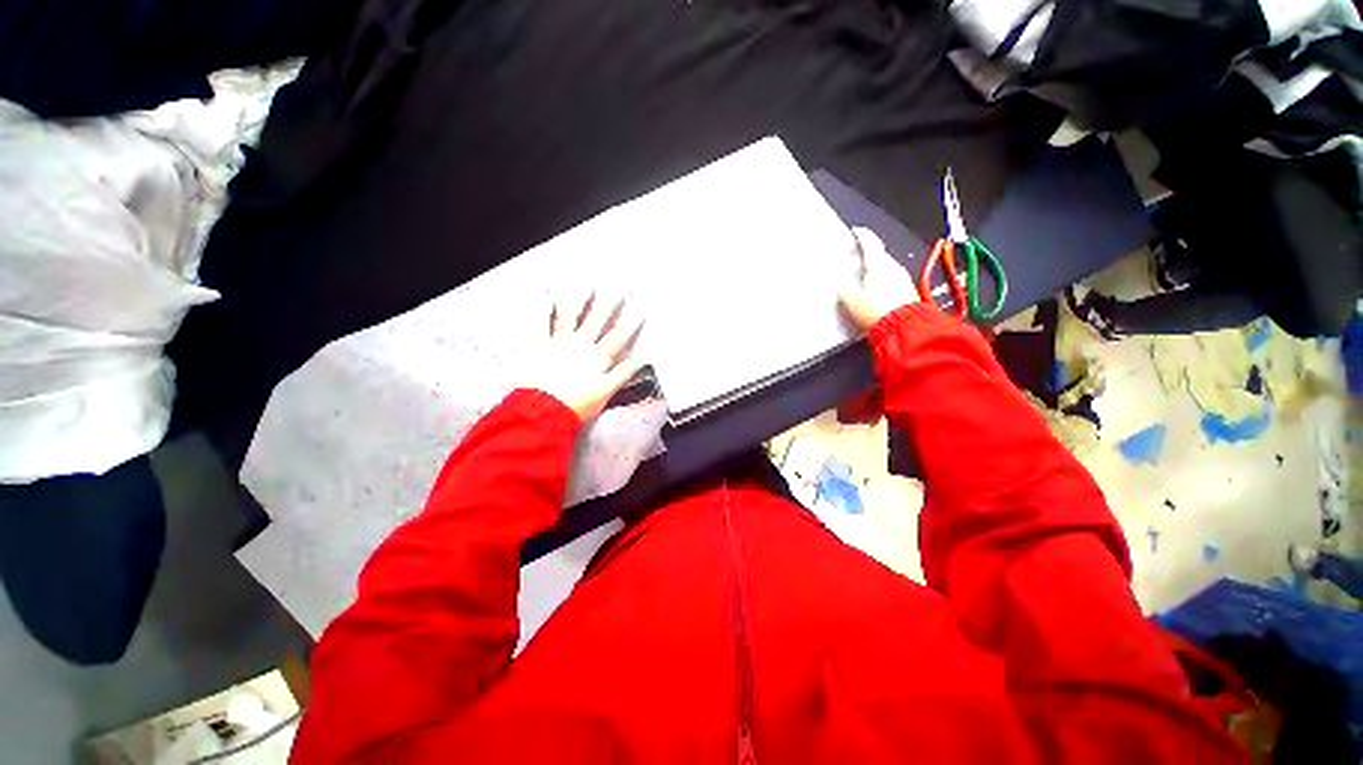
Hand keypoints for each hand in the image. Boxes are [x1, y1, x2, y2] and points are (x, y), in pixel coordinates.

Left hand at [522, 293, 644, 422]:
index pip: (617, 338)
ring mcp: (559, 344)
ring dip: (580, 301)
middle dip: (609, 305)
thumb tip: (641, 361)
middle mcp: (580, 346)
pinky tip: (546, 299)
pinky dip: (543, 312)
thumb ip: (623, 375)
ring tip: (587, 287)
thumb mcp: (605, 393)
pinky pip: (541, 326)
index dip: (630, 325)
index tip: (640, 312)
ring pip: (571, 317)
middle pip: (597, 322)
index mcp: (597, 358)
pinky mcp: (539, 347)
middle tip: (618, 289)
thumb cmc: (577, 405)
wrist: (543, 412)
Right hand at [838, 227, 918, 330]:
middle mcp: (894, 268)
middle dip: (868, 255)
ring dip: (876, 270)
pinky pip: (894, 281)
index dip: (862, 235)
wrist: (903, 328)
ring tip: (864, 280)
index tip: (857, 231)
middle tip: (856, 258)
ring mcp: (904, 280)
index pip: (871, 243)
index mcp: (879, 265)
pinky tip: (877, 293)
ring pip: (888, 269)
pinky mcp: (908, 292)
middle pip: (880, 256)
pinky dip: (884, 282)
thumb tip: (836, 280)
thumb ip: (843, 288)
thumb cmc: (879, 312)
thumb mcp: (852, 300)